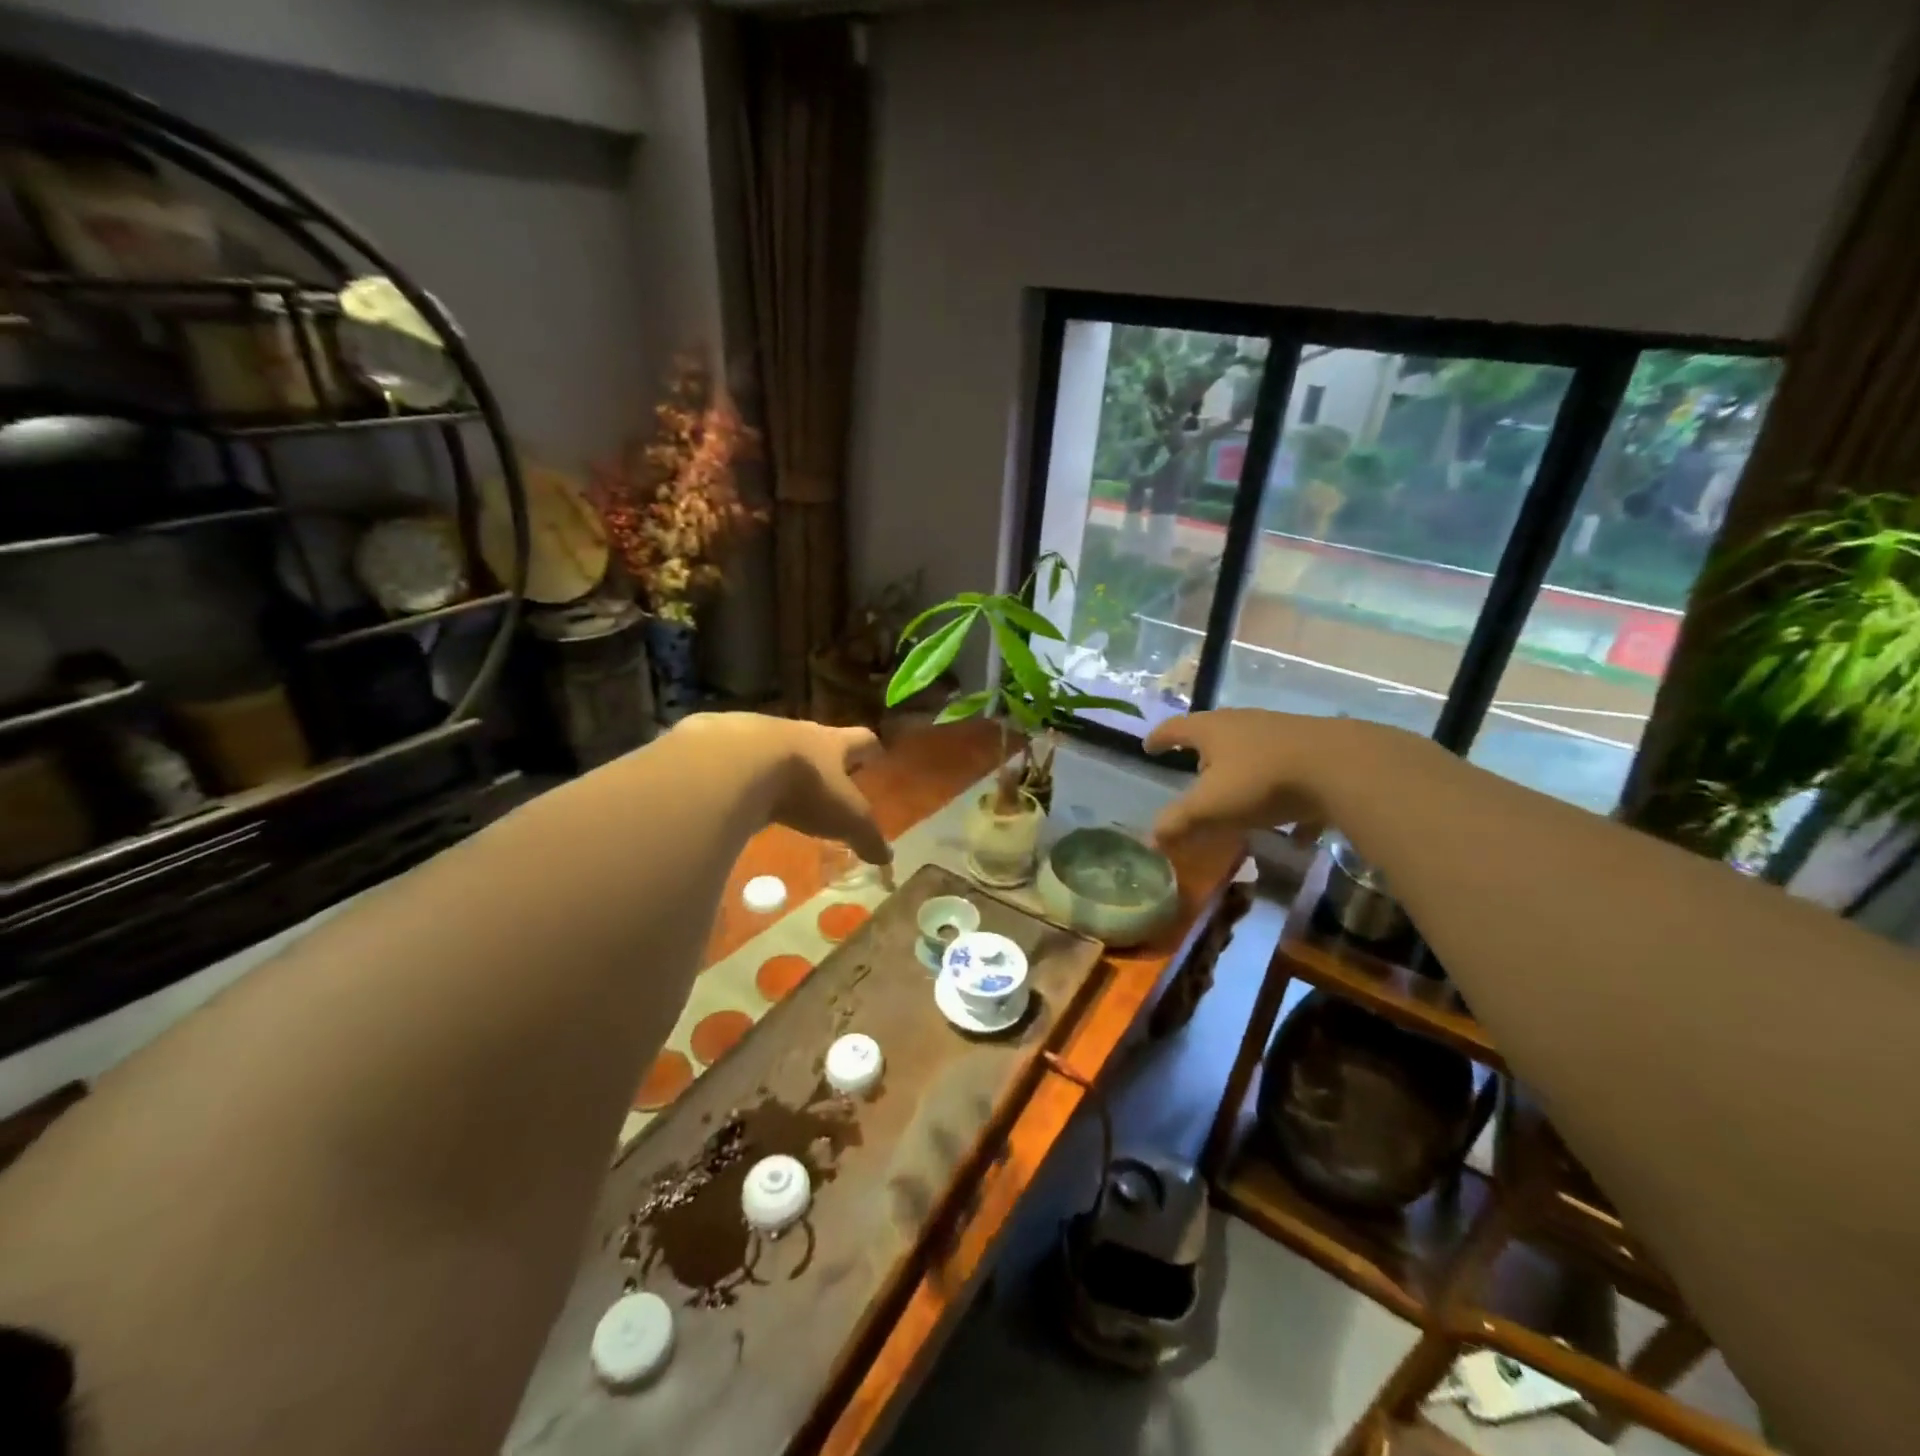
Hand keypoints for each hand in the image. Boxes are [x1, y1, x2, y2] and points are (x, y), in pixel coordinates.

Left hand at [673, 714, 890, 864]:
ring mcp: (752, 734)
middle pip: (814, 737)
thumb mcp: (844, 818)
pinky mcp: (714, 746)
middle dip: (821, 755)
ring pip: (771, 745)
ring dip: (776, 762)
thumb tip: (887, 857)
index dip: (870, 748)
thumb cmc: (802, 786)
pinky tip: (731, 791)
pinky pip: (731, 759)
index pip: (861, 739)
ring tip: (775, 784)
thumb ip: (866, 836)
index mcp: (830, 744)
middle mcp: (794, 732)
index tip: (877, 753)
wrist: (735, 763)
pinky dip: (736, 773)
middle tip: (825, 772)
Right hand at [1144, 709, 1335, 846]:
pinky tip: (1292, 829)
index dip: (1159, 739)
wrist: (1340, 766)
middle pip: (1215, 735)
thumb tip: (1151, 840)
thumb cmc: (1260, 780)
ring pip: (1253, 753)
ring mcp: (1281, 734)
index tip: (1148, 747)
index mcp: (1212, 730)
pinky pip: (1289, 776)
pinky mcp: (1314, 751)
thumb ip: (1178, 822)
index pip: (1175, 729)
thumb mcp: (1210, 806)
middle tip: (1194, 774)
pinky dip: (1283, 799)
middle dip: (1203, 755)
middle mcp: (1244, 723)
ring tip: (1238, 800)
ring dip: (1242, 775)